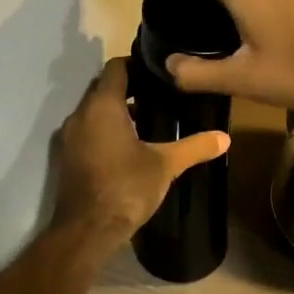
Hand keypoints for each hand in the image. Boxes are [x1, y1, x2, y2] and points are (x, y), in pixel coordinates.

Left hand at [51, 57, 229, 256]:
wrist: (87, 230)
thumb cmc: (126, 188)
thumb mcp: (166, 165)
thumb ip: (194, 147)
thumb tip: (225, 138)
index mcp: (102, 106)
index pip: (116, 67)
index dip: (136, 63)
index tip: (159, 71)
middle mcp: (81, 114)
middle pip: (103, 87)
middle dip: (129, 87)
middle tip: (160, 93)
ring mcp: (70, 137)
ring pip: (94, 110)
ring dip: (117, 110)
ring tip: (149, 118)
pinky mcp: (67, 157)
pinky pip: (88, 130)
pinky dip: (105, 129)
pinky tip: (129, 145)